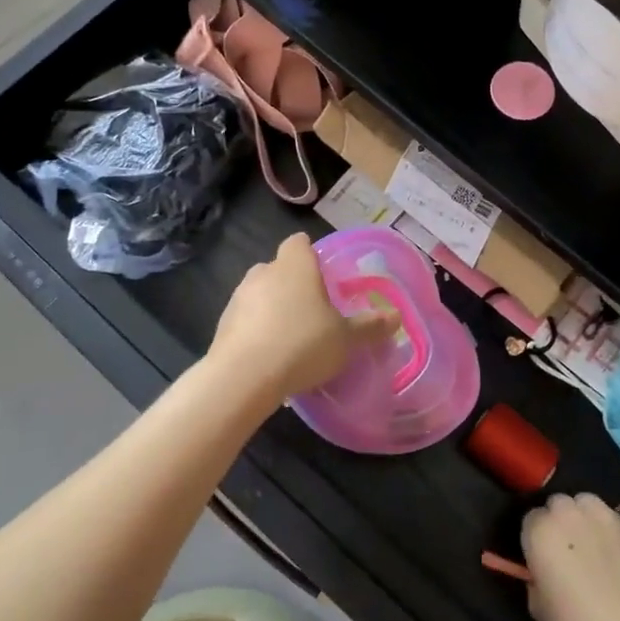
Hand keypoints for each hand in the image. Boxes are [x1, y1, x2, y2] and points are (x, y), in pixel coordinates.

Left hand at [210, 233, 395, 400]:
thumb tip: (396, 317)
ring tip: (292, 336)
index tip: (324, 274)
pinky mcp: (223, 323)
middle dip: (294, 283)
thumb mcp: (346, 339)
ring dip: (273, 307)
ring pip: (260, 293)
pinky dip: (257, 329)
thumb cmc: (303, 344)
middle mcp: (264, 272)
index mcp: (295, 265)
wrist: (243, 377)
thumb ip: (370, 326)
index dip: (311, 254)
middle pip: (280, 268)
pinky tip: (271, 354)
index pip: (299, 243)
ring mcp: (239, 297)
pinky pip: (247, 319)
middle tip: (314, 309)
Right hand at [523, 493, 619, 620]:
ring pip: (588, 504)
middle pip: (559, 504)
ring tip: (594, 547)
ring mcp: (606, 517)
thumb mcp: (539, 610)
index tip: (542, 560)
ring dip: (585, 519)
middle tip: (567, 552)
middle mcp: (571, 514)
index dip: (536, 540)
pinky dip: (612, 533)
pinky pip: (615, 522)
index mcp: (541, 531)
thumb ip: (535, 579)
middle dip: (559, 522)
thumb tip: (543, 573)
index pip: (531, 519)